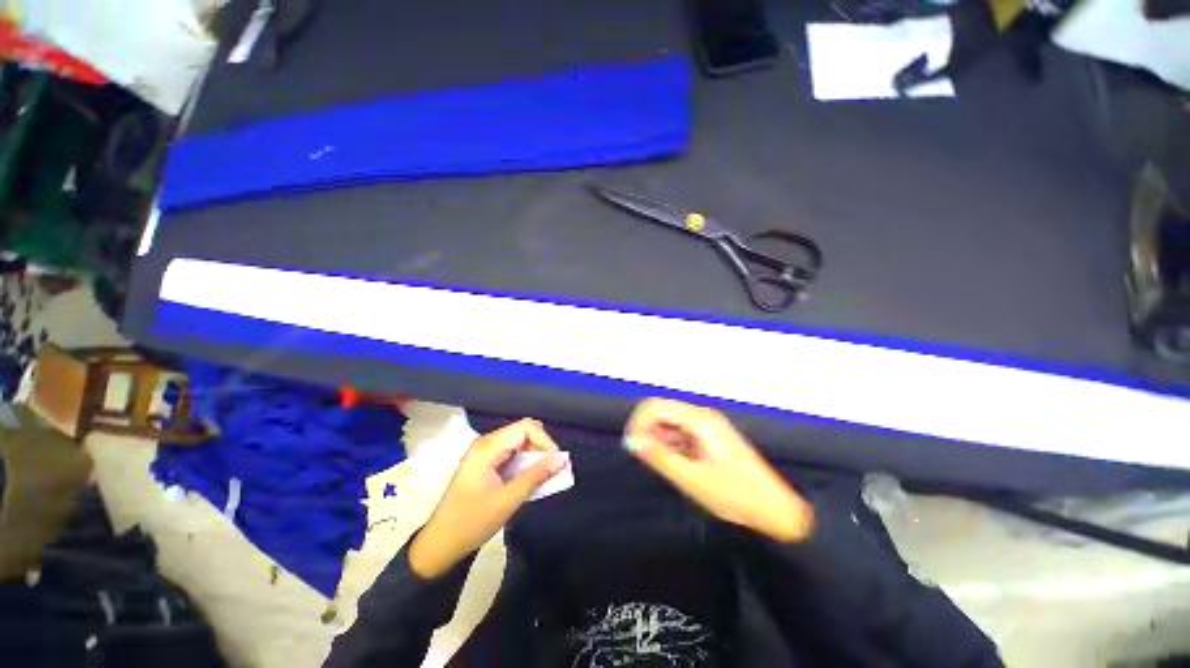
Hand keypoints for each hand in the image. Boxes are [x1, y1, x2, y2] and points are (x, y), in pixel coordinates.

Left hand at [409, 419, 568, 578]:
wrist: (439, 546)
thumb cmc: (471, 523)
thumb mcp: (508, 500)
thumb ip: (536, 476)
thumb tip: (563, 459)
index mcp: (488, 447)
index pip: (526, 428)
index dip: (545, 441)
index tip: (557, 463)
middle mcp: (486, 442)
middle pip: (523, 431)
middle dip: (542, 446)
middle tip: (553, 467)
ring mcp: (484, 452)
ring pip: (519, 441)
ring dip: (535, 454)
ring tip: (546, 473)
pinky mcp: (485, 463)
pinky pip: (512, 452)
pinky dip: (525, 461)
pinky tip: (531, 476)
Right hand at [624, 399, 813, 542]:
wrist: (776, 510)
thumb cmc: (736, 495)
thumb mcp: (692, 478)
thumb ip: (659, 457)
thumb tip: (631, 441)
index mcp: (699, 420)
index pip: (655, 406)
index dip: (638, 422)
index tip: (631, 446)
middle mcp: (702, 417)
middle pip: (662, 412)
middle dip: (648, 431)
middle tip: (644, 459)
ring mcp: (707, 426)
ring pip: (670, 424)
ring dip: (659, 440)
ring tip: (663, 466)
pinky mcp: (709, 438)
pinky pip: (681, 434)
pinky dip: (671, 446)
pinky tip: (676, 465)